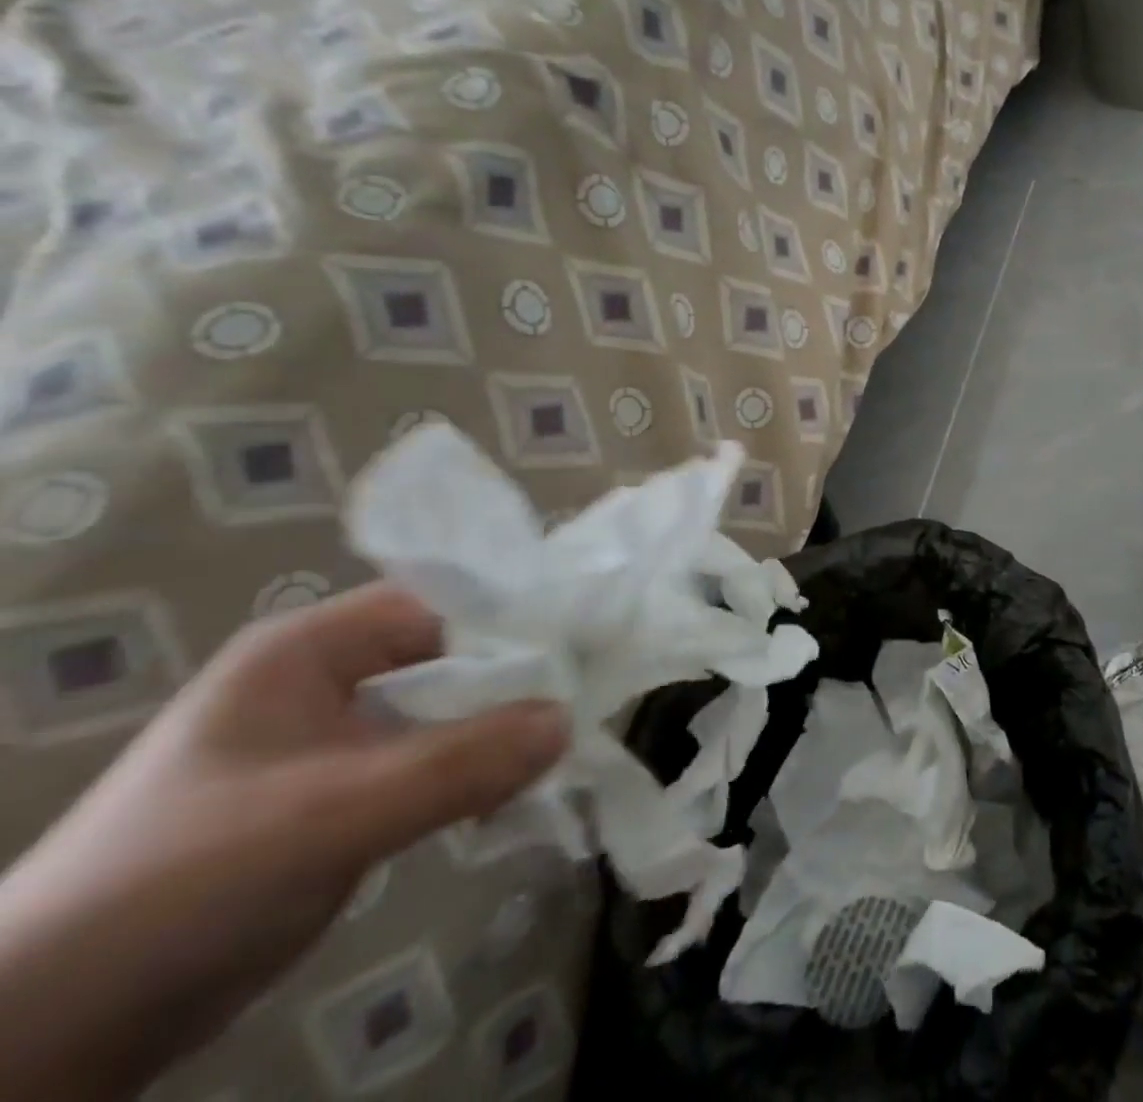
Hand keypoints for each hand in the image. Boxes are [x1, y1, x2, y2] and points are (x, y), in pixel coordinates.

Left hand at [0, 584, 569, 1101]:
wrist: (39, 1041)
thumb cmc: (180, 885)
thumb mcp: (330, 816)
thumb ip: (459, 762)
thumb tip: (568, 719)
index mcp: (311, 648)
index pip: (442, 604)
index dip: (514, 621)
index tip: (583, 650)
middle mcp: (327, 678)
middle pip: (450, 656)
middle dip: (515, 681)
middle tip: (585, 701)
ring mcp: (333, 739)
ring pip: (445, 712)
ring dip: (498, 730)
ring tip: (562, 748)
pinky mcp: (340, 796)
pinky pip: (430, 761)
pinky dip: (473, 771)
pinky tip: (513, 791)